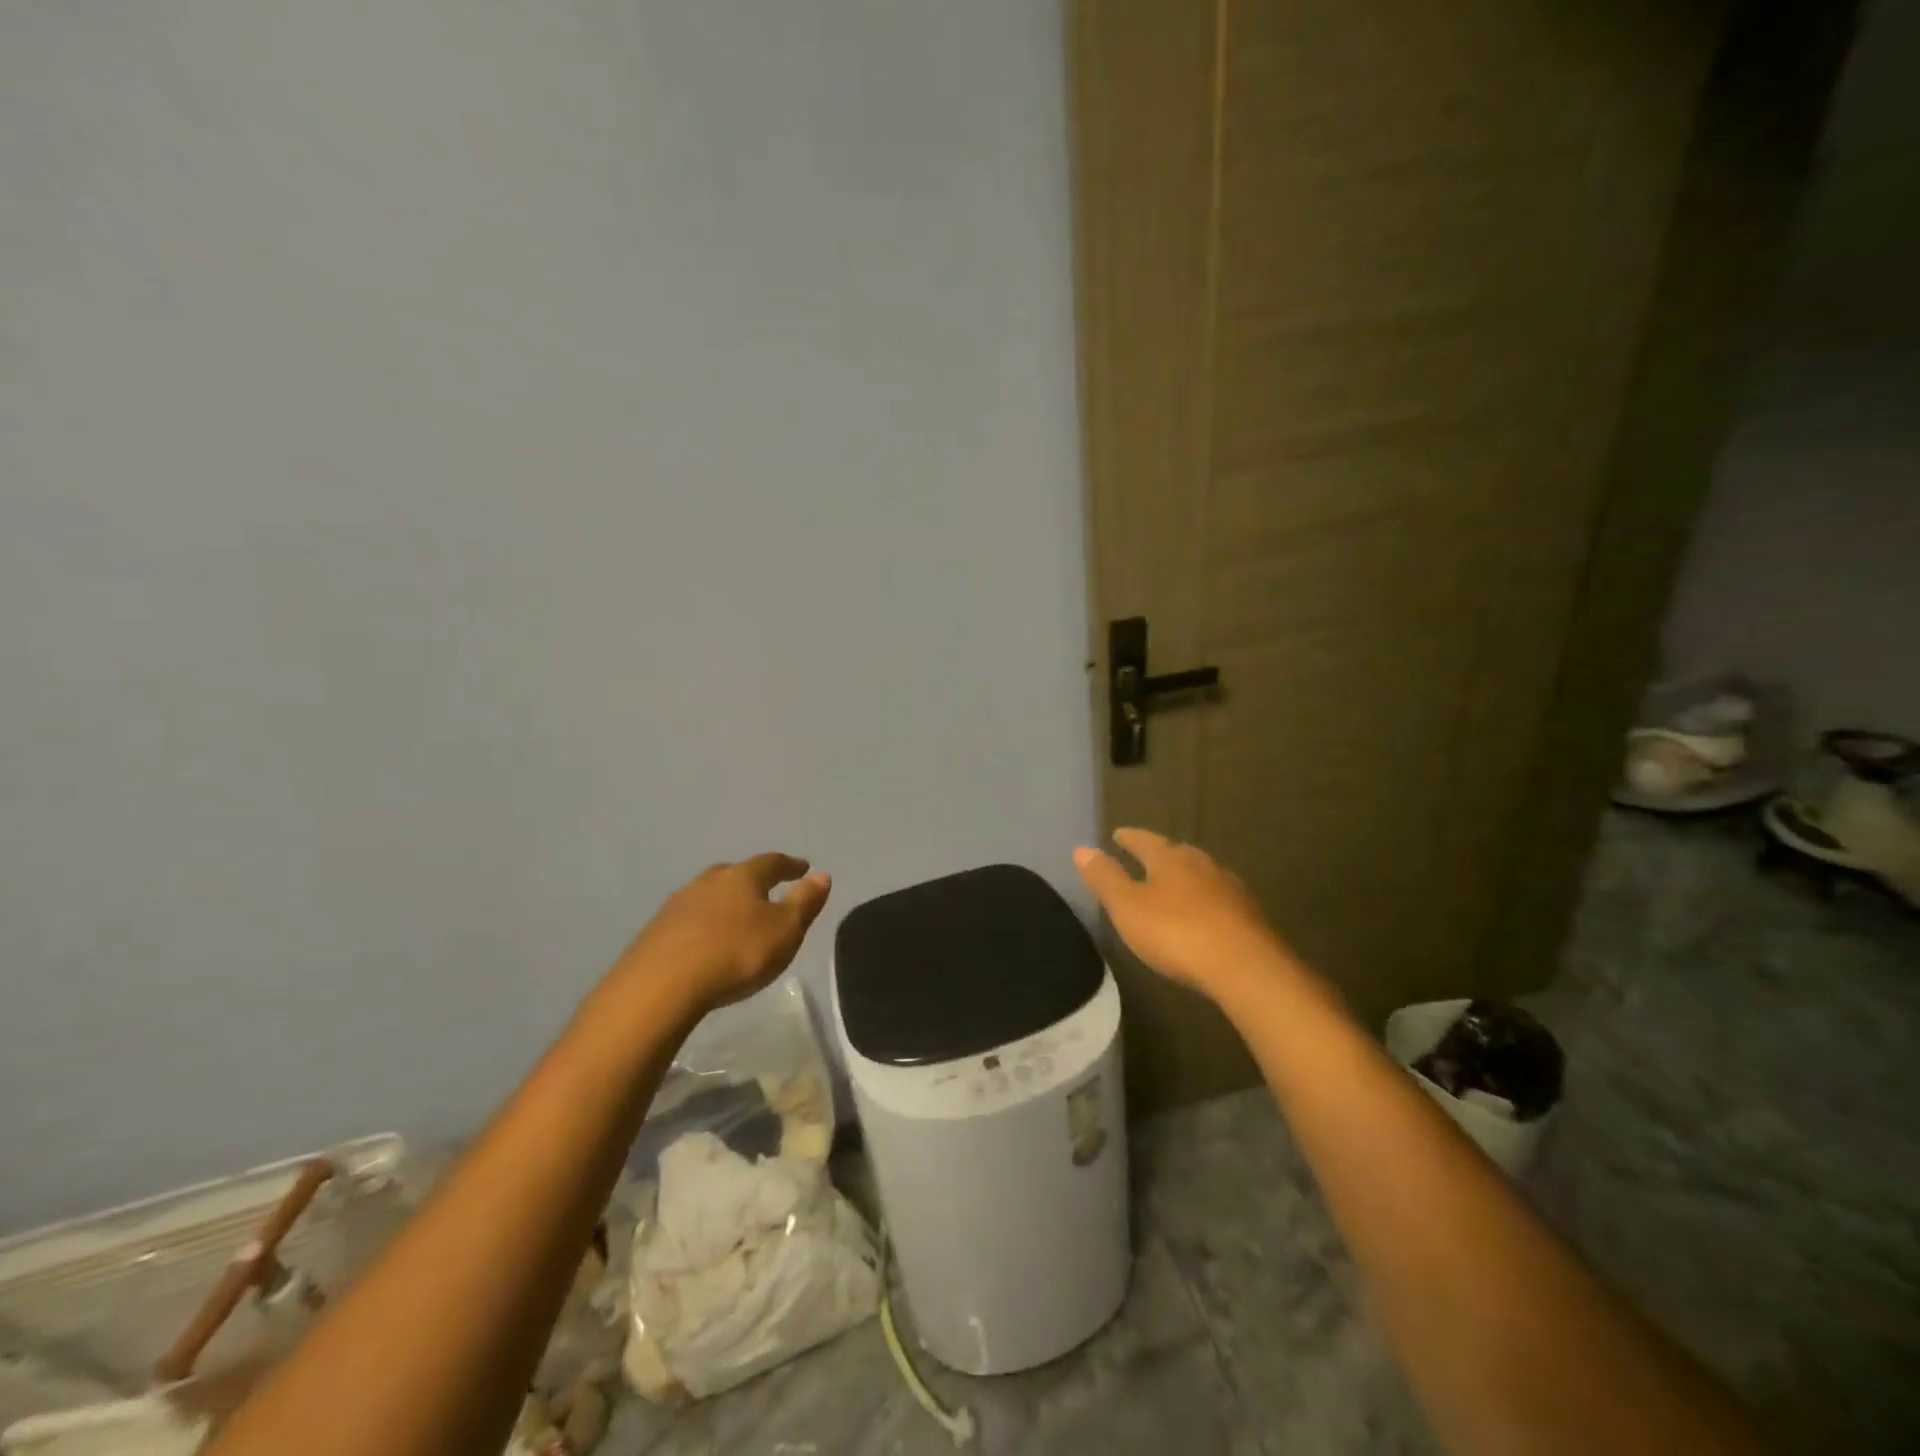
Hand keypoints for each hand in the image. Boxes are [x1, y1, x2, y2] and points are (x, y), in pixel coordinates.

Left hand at [614, 854, 831, 1013]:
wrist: (661, 985)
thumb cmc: (736, 953)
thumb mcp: (785, 930)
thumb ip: (804, 902)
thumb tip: (822, 875)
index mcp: (742, 877)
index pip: (771, 862)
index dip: (789, 865)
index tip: (803, 867)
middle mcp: (708, 882)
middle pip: (734, 874)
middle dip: (751, 880)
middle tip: (765, 889)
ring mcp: (677, 905)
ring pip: (707, 895)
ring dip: (723, 902)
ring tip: (734, 917)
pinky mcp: (655, 931)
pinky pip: (688, 920)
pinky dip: (702, 925)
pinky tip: (704, 941)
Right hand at [1073, 828, 1294, 1002]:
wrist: (1246, 968)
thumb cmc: (1176, 933)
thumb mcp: (1128, 907)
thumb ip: (1105, 878)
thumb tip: (1082, 849)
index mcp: (1170, 858)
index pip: (1144, 840)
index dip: (1128, 838)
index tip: (1118, 833)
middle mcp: (1202, 864)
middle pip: (1176, 853)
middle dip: (1160, 854)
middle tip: (1146, 856)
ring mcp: (1229, 888)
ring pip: (1201, 874)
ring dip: (1185, 877)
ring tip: (1173, 884)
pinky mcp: (1249, 915)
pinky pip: (1219, 898)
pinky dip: (1205, 900)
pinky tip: (1203, 913)